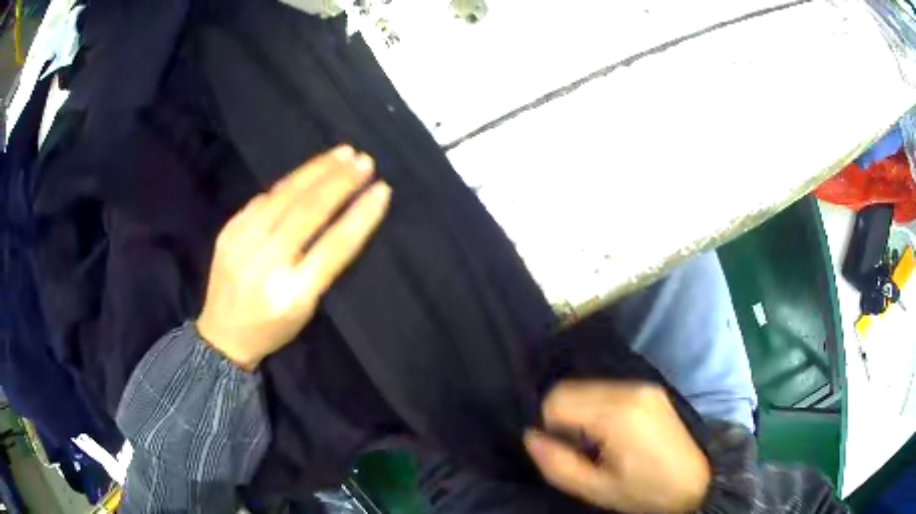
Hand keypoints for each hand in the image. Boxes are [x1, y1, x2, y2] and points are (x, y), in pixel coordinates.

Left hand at [196, 145, 390, 370]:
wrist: (221, 335)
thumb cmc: (272, 327)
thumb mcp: (306, 309)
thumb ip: (323, 266)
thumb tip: (342, 214)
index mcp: (292, 293)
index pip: (334, 246)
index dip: (361, 216)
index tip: (382, 190)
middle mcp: (266, 263)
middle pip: (308, 212)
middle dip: (341, 182)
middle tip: (365, 161)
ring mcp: (242, 242)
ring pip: (285, 195)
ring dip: (317, 170)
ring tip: (343, 153)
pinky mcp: (228, 230)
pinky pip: (264, 198)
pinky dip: (290, 183)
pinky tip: (308, 171)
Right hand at [524, 381, 710, 512]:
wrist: (694, 481)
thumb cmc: (644, 491)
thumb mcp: (595, 489)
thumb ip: (556, 464)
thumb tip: (530, 436)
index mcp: (617, 414)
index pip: (557, 400)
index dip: (551, 428)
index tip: (567, 452)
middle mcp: (629, 389)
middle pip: (570, 389)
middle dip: (564, 419)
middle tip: (581, 450)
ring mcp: (642, 385)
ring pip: (587, 387)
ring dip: (581, 412)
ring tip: (598, 443)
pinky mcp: (650, 387)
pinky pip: (607, 389)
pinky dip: (597, 407)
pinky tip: (613, 433)